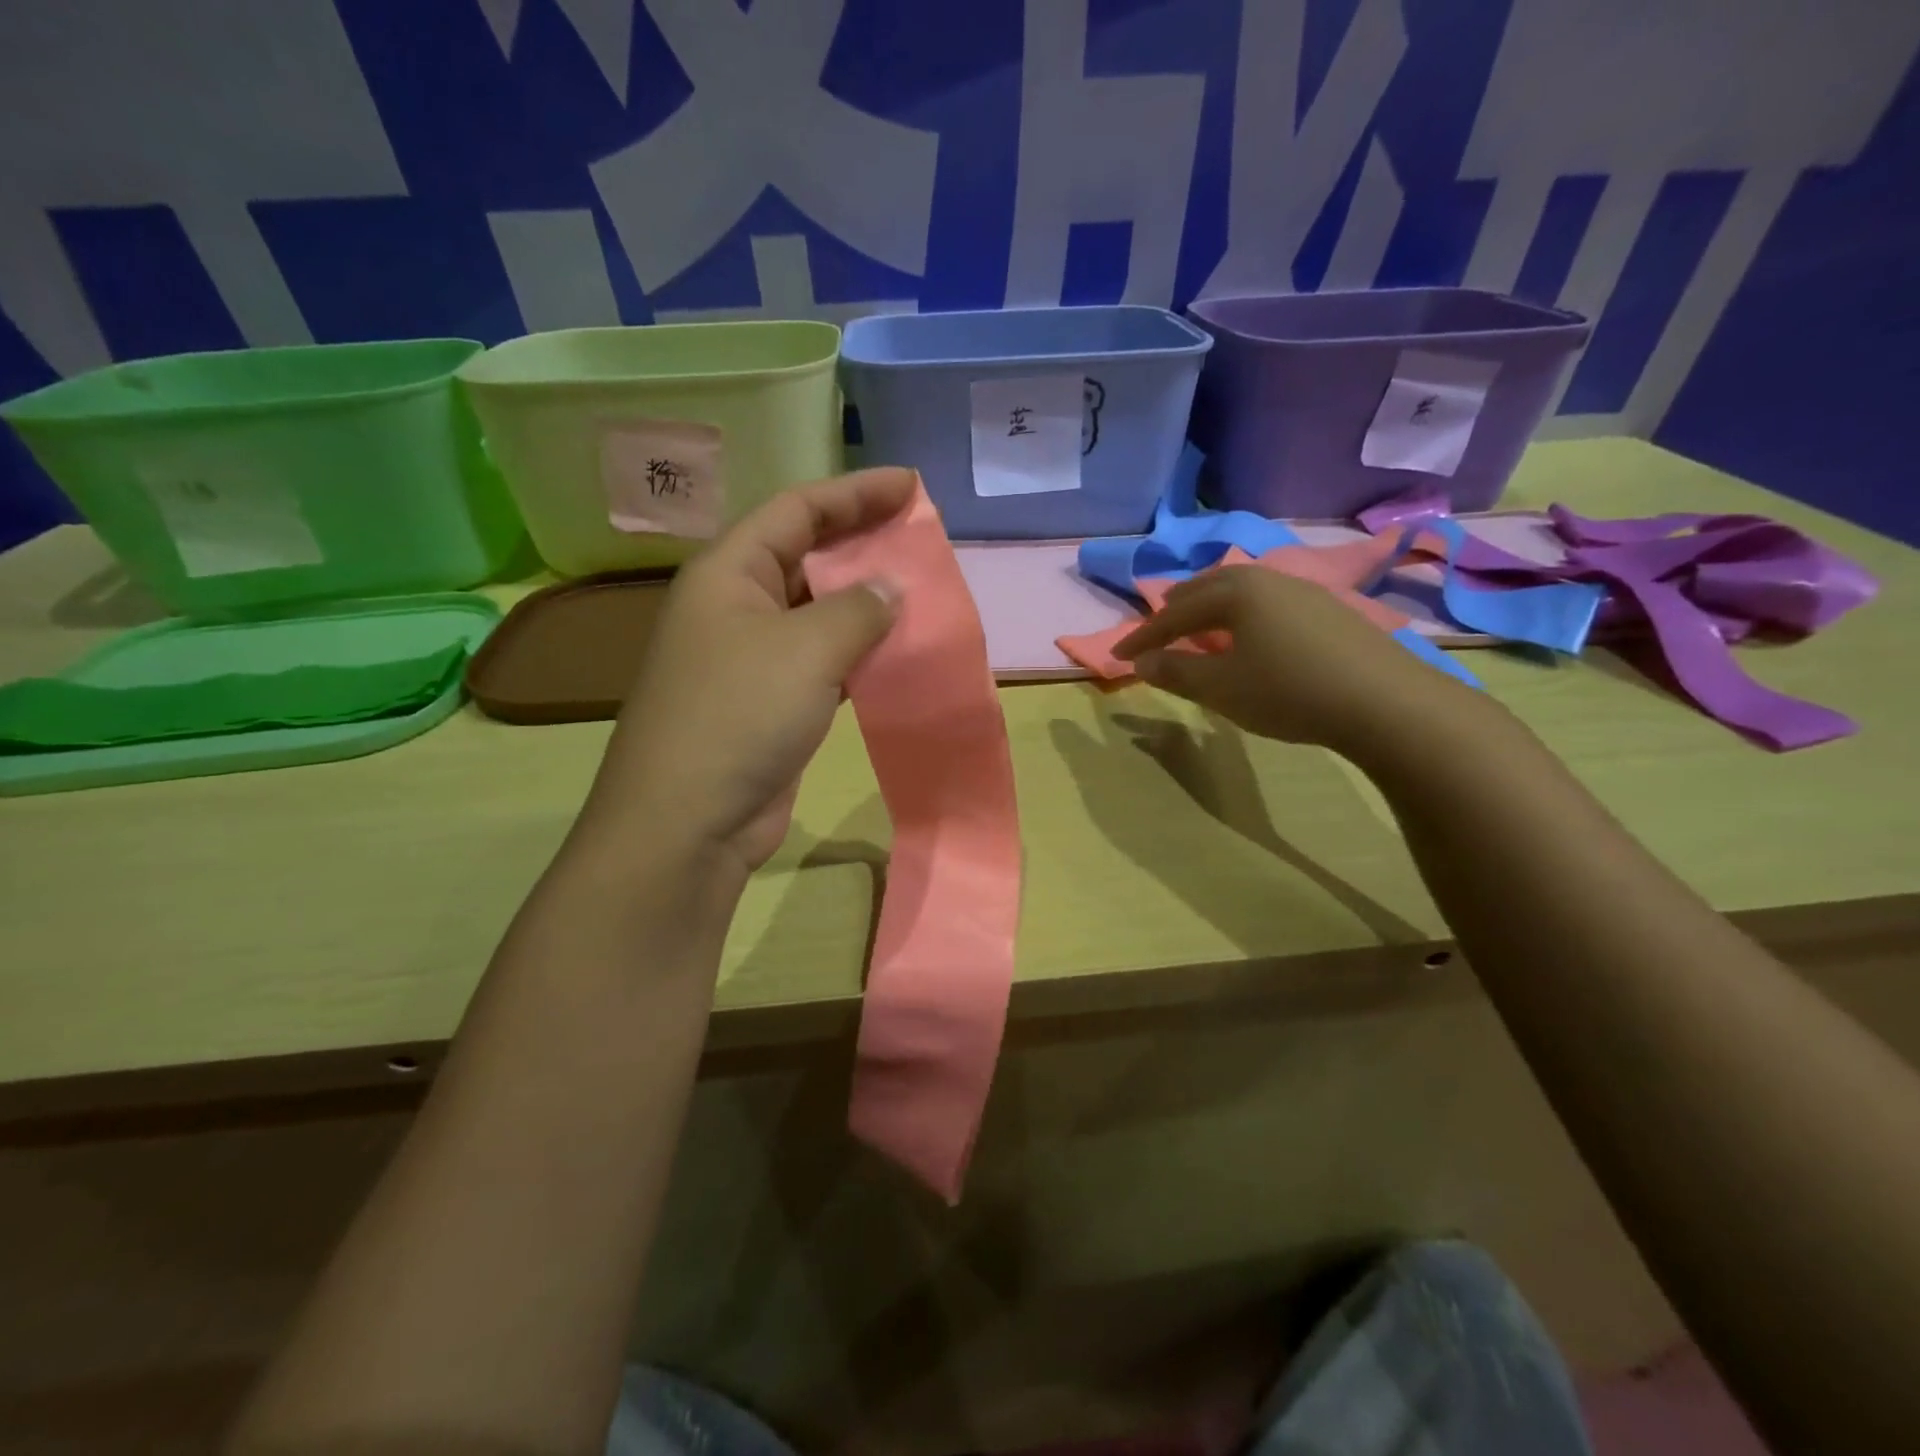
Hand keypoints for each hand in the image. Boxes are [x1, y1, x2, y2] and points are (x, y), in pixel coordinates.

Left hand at [582, 469, 913, 877]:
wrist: (688, 822)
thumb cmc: (739, 716)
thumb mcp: (806, 649)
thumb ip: (857, 609)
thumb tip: (890, 587)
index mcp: (729, 573)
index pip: (797, 509)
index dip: (854, 492)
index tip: (910, 486)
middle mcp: (735, 607)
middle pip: (805, 555)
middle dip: (861, 543)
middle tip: (919, 539)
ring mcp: (750, 658)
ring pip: (816, 612)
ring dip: (863, 603)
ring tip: (918, 592)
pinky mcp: (769, 703)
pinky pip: (821, 661)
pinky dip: (857, 653)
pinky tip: (894, 654)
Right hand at [1114, 566, 1479, 752]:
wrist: (1385, 701)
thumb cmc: (1288, 691)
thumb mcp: (1221, 688)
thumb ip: (1175, 671)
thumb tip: (1141, 661)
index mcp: (1233, 592)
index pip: (1173, 613)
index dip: (1142, 636)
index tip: (1117, 655)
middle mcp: (1265, 579)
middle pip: (1207, 588)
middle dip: (1175, 609)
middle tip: (1155, 628)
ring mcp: (1302, 590)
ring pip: (1241, 591)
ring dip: (1211, 608)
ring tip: (1199, 627)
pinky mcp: (1328, 609)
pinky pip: (1267, 603)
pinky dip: (1243, 615)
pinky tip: (1251, 636)